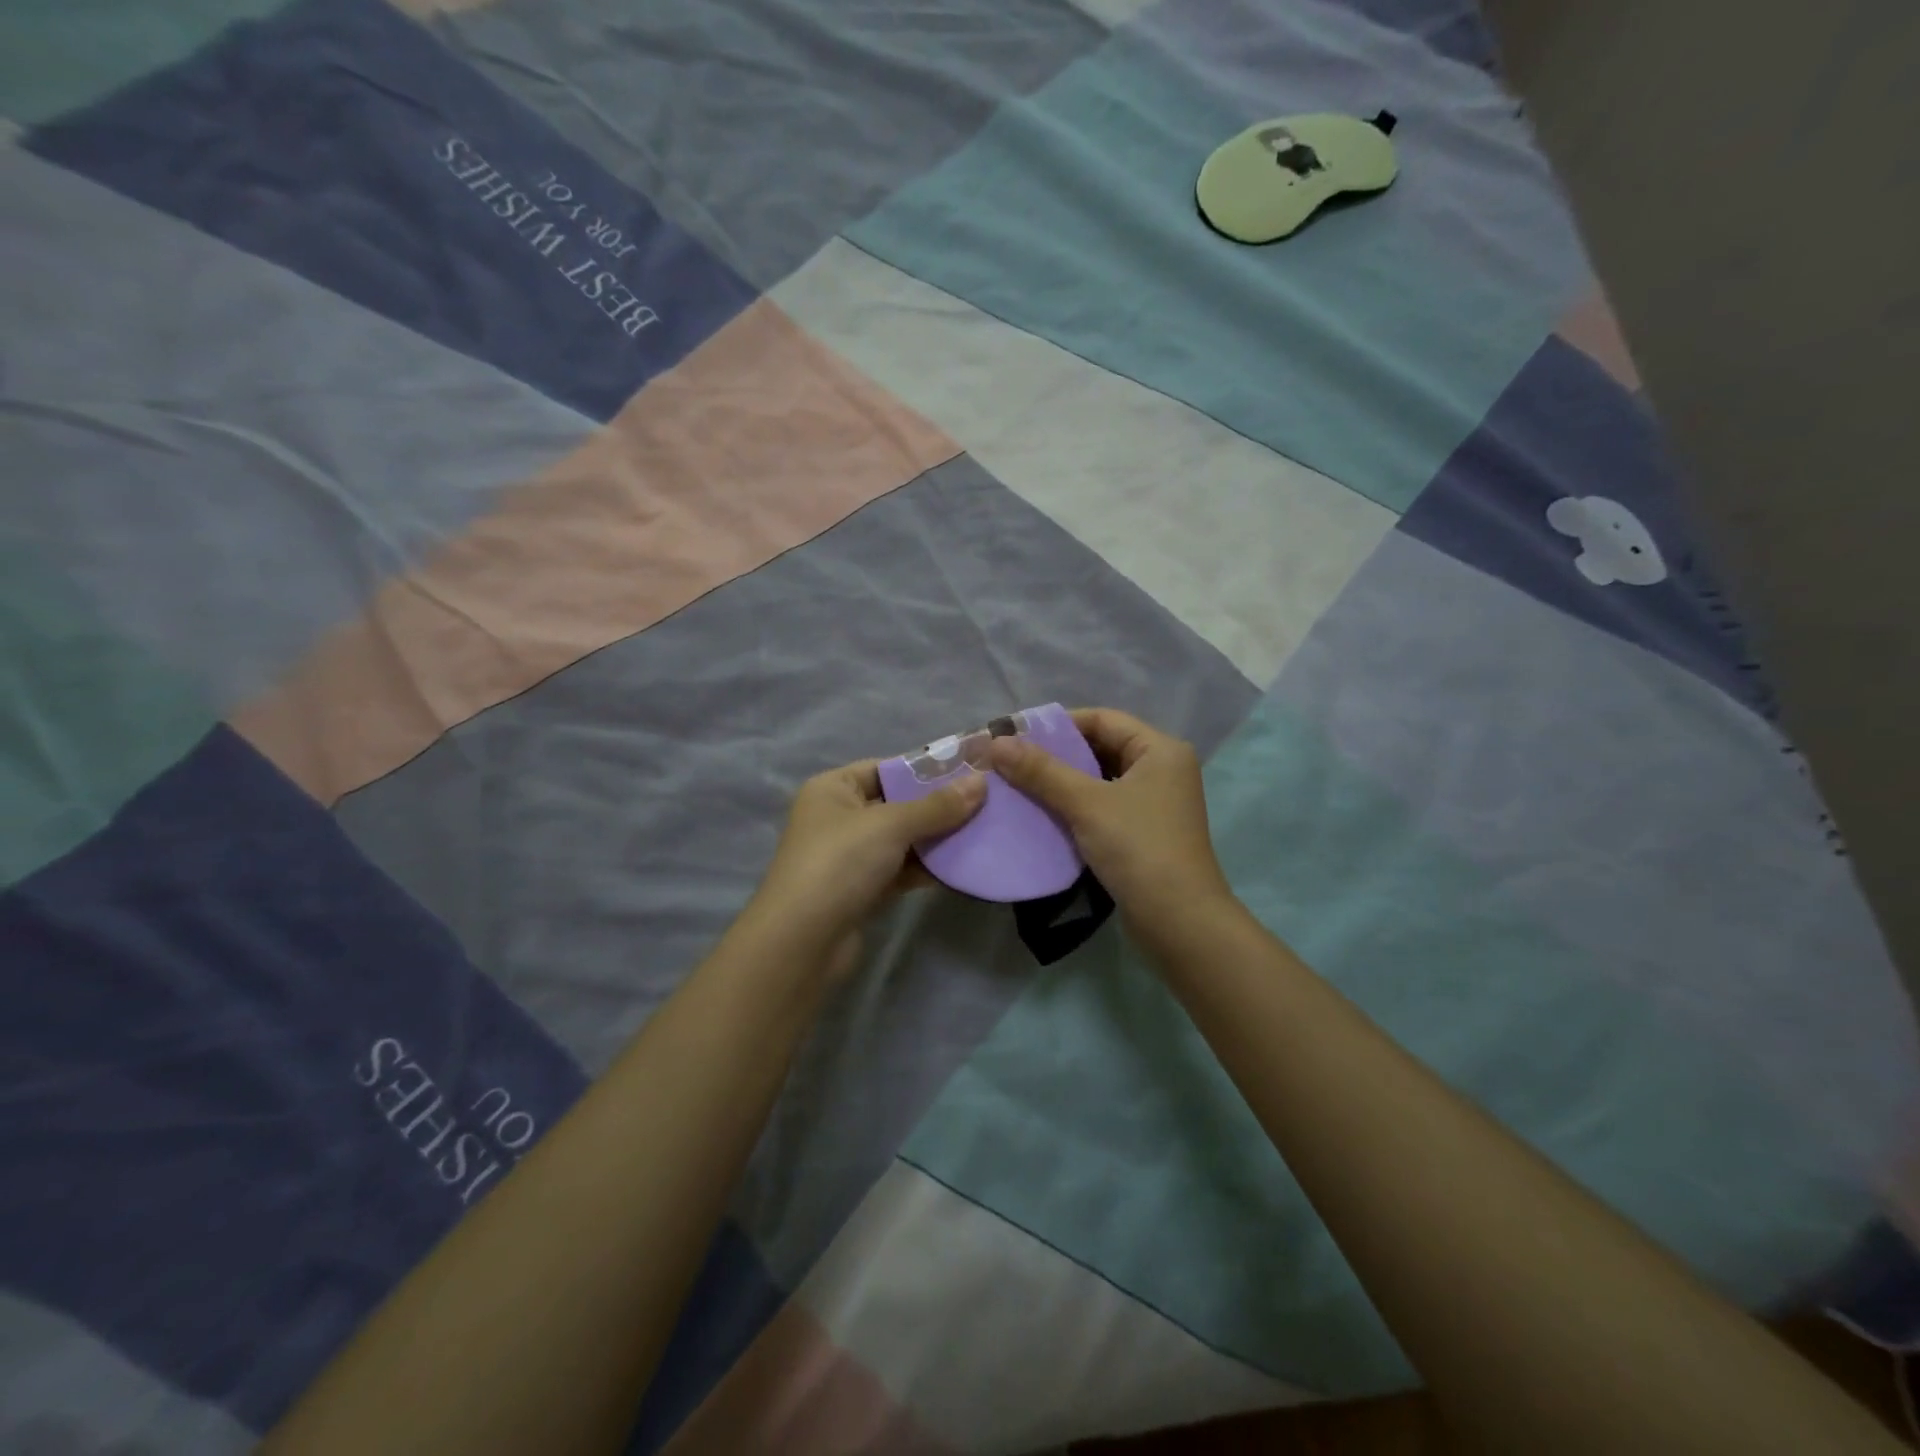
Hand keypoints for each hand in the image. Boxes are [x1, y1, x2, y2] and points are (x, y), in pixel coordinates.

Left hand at [741, 759, 985, 982]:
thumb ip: (937, 805)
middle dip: (940, 806)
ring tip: (985, 831)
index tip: (971, 771)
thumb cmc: (840, 864)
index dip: (927, 769)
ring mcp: (851, 856)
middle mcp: (839, 817)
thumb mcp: (891, 825)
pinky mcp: (863, 889)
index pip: (887, 768)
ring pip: (904, 839)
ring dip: (939, 838)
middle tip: (988, 802)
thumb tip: (981, 782)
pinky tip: (964, 865)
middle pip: (898, 804)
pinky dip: (929, 867)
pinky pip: (903, 869)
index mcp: (833, 788)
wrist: (803, 942)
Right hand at [987, 708, 1237, 946]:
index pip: (1103, 719)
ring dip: (1063, 782)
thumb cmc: (1138, 849)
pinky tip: (1043, 814)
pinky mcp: (1144, 832)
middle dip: (1057, 754)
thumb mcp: (1086, 804)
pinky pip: (1103, 806)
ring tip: (1019, 785)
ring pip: (1100, 779)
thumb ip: (1042, 771)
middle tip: (1012, 761)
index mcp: (1160, 750)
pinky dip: (1075, 806)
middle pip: (1101, 747)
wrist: (1178, 922)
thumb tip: (997, 743)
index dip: (1059, 724)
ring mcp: (1155, 803)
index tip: (1017, 735)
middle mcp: (1162, 770)